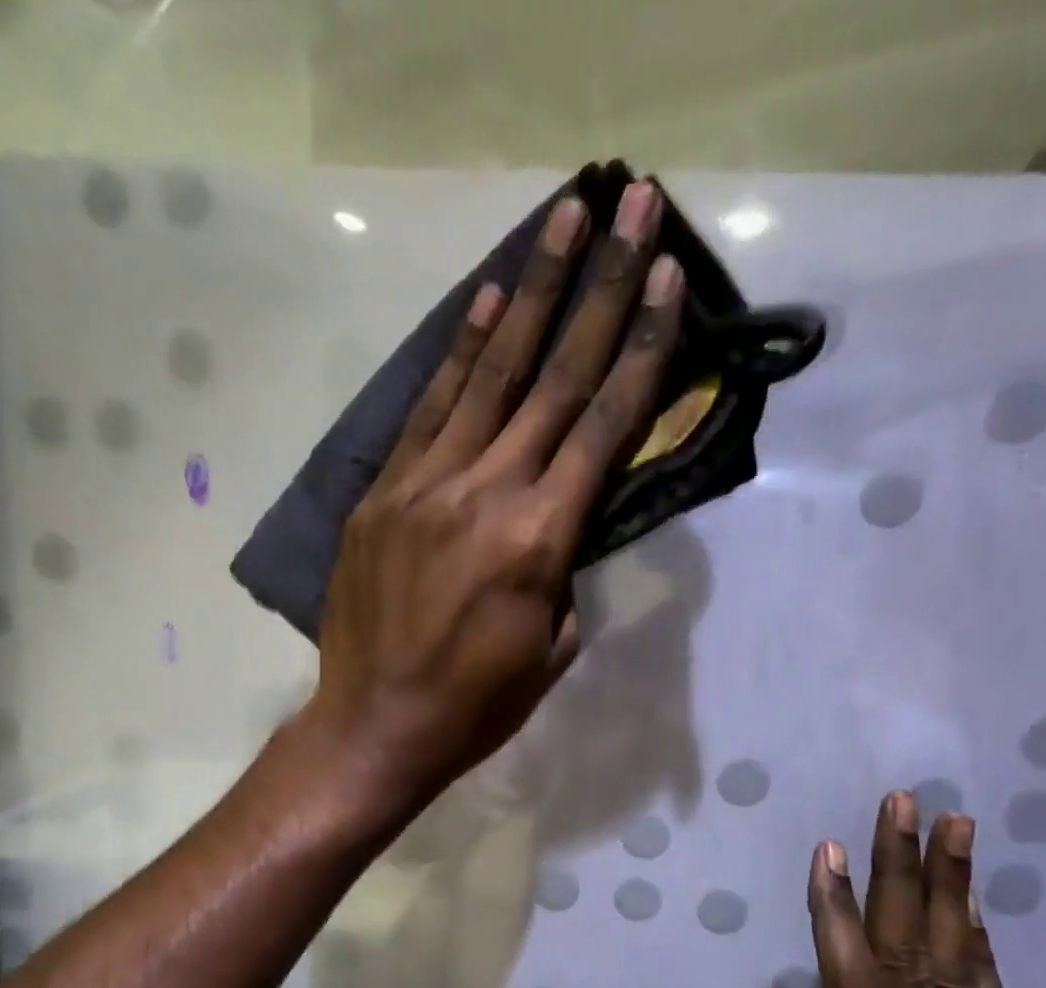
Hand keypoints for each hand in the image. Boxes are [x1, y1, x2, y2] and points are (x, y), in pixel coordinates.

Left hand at [302, 181, 683, 814]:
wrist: (375, 726)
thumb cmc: (477, 706)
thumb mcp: (552, 649)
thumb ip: (566, 571)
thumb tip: (566, 518)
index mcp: (538, 540)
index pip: (603, 427)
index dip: (642, 350)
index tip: (669, 279)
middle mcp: (484, 493)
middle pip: (554, 379)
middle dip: (601, 288)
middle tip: (632, 203)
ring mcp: (424, 485)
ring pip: (488, 375)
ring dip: (531, 293)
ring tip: (564, 222)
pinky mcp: (382, 493)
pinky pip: (428, 411)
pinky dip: (460, 354)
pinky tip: (487, 303)